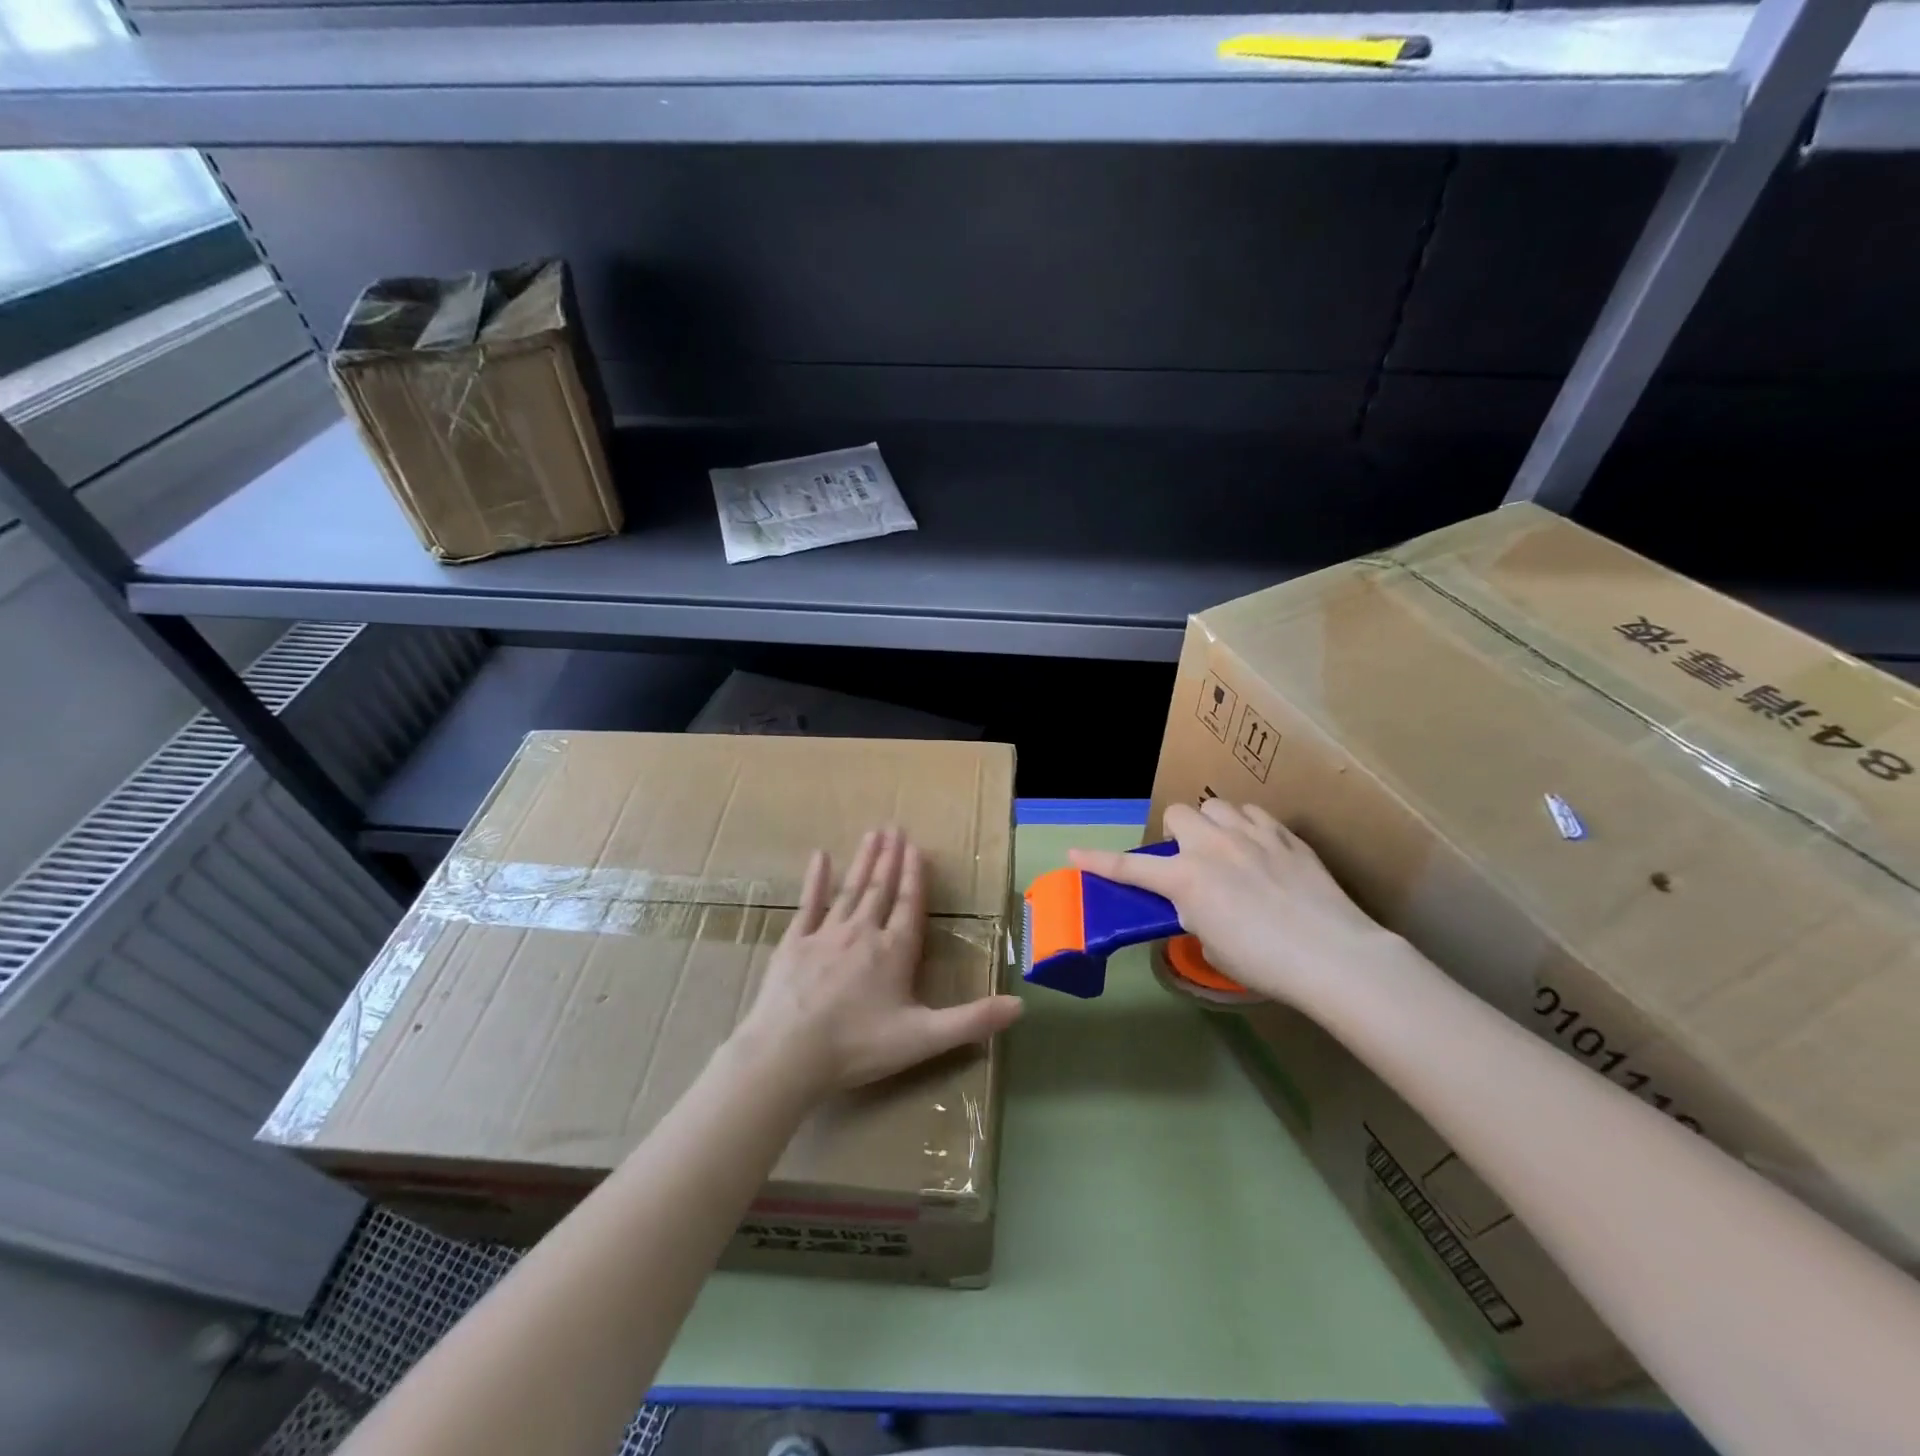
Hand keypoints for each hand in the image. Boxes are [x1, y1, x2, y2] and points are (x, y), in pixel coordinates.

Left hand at [737, 828, 1023, 1096]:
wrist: (788, 1053)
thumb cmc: (859, 1046)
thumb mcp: (924, 1038)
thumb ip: (972, 1020)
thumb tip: (1021, 1006)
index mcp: (894, 951)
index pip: (909, 905)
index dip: (915, 876)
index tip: (917, 847)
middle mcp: (862, 933)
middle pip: (880, 888)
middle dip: (890, 858)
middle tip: (895, 827)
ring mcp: (825, 935)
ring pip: (850, 889)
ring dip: (863, 861)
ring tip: (872, 834)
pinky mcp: (793, 943)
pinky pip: (808, 904)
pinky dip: (815, 880)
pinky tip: (820, 856)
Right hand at [1069, 800, 1400, 1008]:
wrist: (1333, 955)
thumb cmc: (1265, 962)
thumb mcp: (1213, 943)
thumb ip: (1196, 913)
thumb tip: (1199, 902)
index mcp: (1186, 879)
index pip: (1130, 867)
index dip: (1098, 862)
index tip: (1074, 854)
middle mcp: (1212, 846)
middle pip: (1177, 814)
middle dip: (1176, 834)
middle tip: (1189, 861)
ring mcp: (1251, 835)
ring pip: (1216, 806)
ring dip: (1212, 825)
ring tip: (1226, 850)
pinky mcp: (1285, 836)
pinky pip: (1254, 815)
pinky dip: (1247, 828)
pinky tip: (1260, 850)